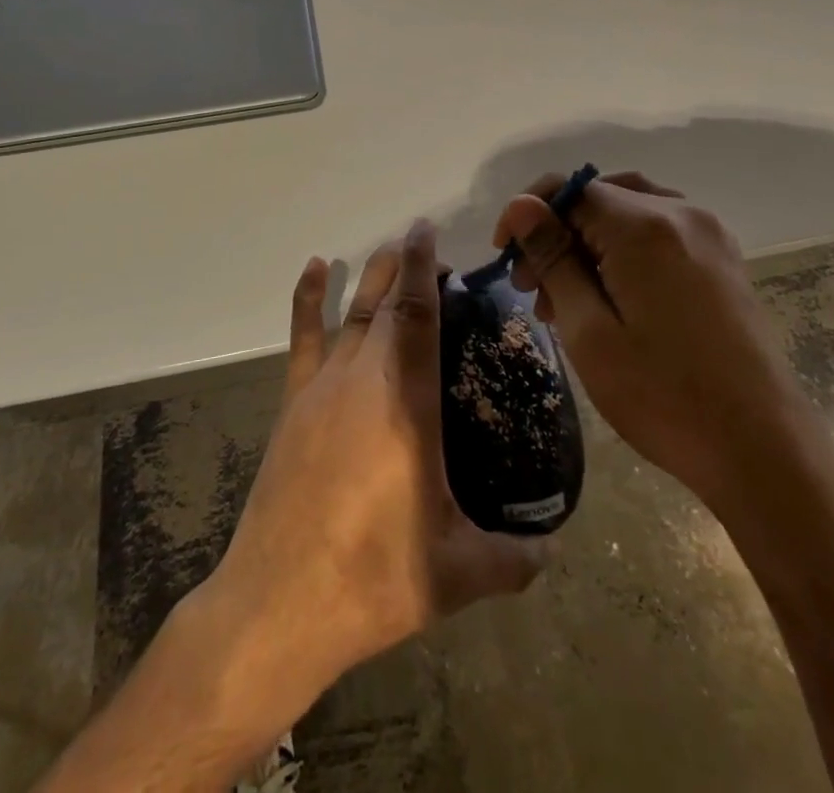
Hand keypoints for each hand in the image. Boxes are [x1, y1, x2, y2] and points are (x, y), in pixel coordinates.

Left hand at [196, 221, 547, 718]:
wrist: (280, 601)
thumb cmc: (374, 576)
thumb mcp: (457, 572)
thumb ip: (514, 559)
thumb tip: (553, 551)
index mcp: (405, 401)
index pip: (417, 314)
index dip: (424, 267)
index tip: (430, 231)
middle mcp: (362, 377)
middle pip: (385, 304)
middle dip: (407, 269)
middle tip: (431, 253)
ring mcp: (322, 388)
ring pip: (351, 314)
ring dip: (372, 280)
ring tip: (390, 254)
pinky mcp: (293, 404)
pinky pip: (302, 337)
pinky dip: (308, 298)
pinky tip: (316, 268)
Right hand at [493, 172, 828, 516]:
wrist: (765, 452)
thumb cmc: (664, 396)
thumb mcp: (589, 331)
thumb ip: (553, 259)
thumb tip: (521, 205)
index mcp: (645, 226)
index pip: (569, 190)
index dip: (527, 216)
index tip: (504, 258)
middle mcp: (682, 214)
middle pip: (599, 197)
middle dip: (557, 231)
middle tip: (532, 287)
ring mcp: (710, 236)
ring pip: (629, 210)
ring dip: (589, 240)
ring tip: (567, 297)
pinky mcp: (724, 261)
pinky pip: (660, 231)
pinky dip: (624, 248)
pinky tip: (612, 295)